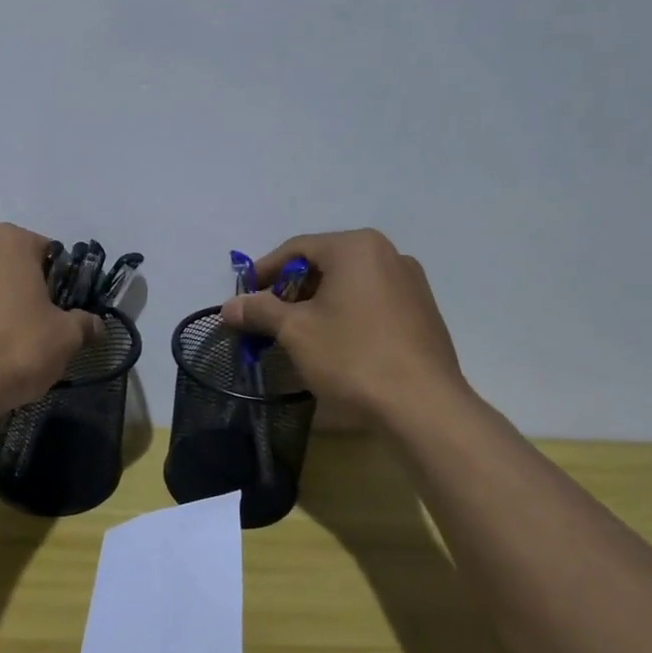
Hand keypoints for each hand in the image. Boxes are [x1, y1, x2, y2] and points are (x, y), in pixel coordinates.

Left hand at [0, 224, 102, 415]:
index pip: (44, 251)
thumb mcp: (66, 338)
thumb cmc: (17, 348)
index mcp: (8, 241)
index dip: (55, 280)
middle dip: (16, 287)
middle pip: (3, 264)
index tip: (59, 308)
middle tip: (29, 326)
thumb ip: (84, 324)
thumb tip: (94, 324)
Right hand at [219, 229, 466, 423]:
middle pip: (325, 264)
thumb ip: (259, 310)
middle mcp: (388, 254)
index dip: (263, 273)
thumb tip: (228, 306)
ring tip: (298, 334)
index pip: (296, 249)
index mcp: (356, 247)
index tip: (243, 299)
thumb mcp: (295, 331)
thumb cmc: (353, 356)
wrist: (423, 405)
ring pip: (349, 284)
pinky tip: (336, 344)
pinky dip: (346, 314)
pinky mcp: (422, 312)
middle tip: (268, 320)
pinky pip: (372, 302)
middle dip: (291, 291)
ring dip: (318, 304)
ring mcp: (411, 283)